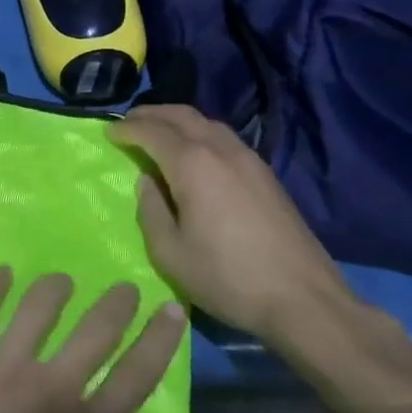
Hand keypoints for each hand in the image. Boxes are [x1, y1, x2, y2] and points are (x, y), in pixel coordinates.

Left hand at [0, 268, 185, 412]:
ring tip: (59, 282)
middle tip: (124, 287)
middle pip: (97, 330)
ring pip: (41, 305)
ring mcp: (3, 362)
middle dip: (117, 304)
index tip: (171, 309)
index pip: (137, 378)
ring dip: (56, 288)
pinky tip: (1, 273)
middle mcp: (52, 388)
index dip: (159, 340)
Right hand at [109, 104, 357, 344]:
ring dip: (177, 120)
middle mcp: (220, 150)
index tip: (108, 134)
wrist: (303, 298)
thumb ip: (151, 210)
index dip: (127, 130)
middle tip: (128, 123)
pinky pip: (224, 137)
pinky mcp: (265, 174)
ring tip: (158, 132)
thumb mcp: (170, 252)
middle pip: (181, 115)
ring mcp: (248, 159)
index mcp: (192, 164)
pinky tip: (194, 151)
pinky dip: (199, 132)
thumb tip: (147, 181)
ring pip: (206, 122)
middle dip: (150, 114)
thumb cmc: (227, 277)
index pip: (152, 131)